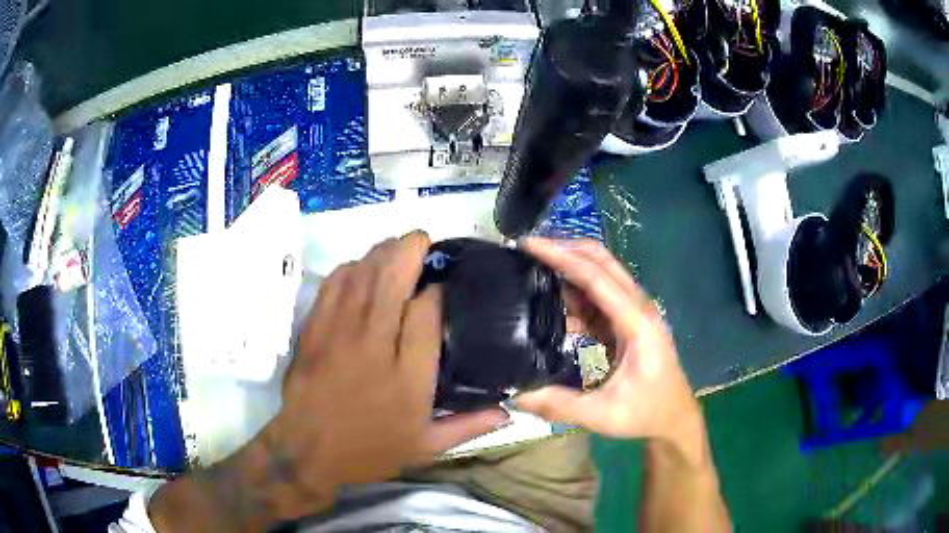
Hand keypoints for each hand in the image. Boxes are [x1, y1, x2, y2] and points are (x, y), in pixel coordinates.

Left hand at [150, 231, 507, 530]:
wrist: (307, 451)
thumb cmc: (369, 450)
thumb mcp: (425, 447)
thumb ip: (468, 426)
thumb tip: (508, 412)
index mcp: (408, 376)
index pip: (427, 312)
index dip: (438, 290)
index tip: (445, 286)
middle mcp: (375, 346)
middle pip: (393, 279)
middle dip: (410, 250)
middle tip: (423, 241)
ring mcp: (340, 333)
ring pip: (363, 275)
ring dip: (382, 252)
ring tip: (396, 247)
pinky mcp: (314, 330)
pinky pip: (333, 285)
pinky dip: (349, 268)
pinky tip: (359, 267)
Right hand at [517, 239, 730, 531]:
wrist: (675, 419)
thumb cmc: (646, 414)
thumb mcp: (602, 414)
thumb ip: (559, 404)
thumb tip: (515, 393)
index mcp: (637, 323)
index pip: (596, 277)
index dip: (562, 256)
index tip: (529, 244)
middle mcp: (638, 309)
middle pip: (602, 262)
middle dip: (566, 249)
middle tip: (529, 248)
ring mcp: (635, 314)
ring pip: (601, 276)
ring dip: (570, 268)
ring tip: (533, 269)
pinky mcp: (628, 323)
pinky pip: (599, 299)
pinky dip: (576, 294)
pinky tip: (552, 305)